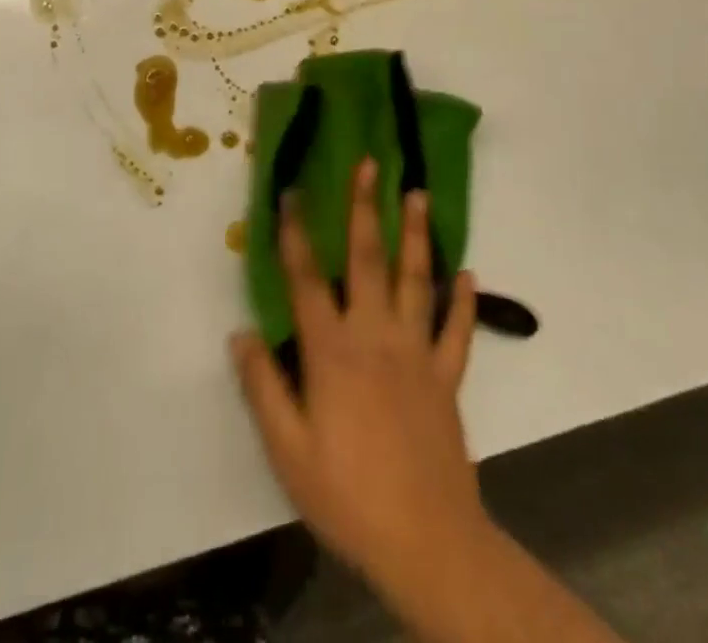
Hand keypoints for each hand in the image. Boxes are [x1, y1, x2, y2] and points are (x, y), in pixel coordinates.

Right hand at [231, 158, 487, 592]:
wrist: (427, 542)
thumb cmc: (347, 496)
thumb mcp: (287, 452)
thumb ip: (263, 388)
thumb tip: (240, 333)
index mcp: (332, 352)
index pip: (307, 279)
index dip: (295, 233)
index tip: (290, 193)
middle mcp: (375, 336)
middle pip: (368, 259)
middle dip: (366, 207)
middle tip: (369, 165)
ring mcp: (416, 352)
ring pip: (416, 279)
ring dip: (417, 234)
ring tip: (419, 194)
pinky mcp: (447, 376)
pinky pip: (457, 330)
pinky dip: (463, 300)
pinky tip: (468, 273)